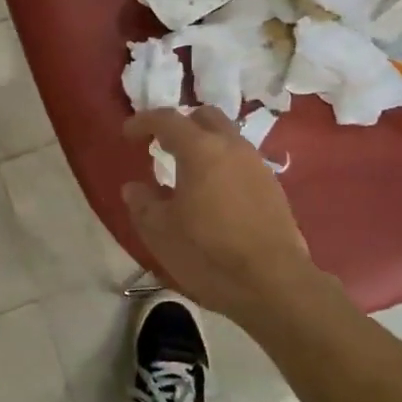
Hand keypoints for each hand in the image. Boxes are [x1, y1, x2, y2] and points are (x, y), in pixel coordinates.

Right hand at [122, 108, 315, 324]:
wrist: (273, 284)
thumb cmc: (208, 253)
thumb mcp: (160, 232)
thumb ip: (143, 203)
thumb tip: (134, 188)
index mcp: (200, 150)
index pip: (168, 119)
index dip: (144, 121)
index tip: (128, 134)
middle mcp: (232, 147)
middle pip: (205, 117)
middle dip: (181, 124)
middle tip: (162, 145)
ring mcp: (257, 165)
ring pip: (228, 138)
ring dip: (205, 145)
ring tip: (188, 172)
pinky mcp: (273, 188)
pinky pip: (242, 161)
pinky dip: (223, 165)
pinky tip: (214, 194)